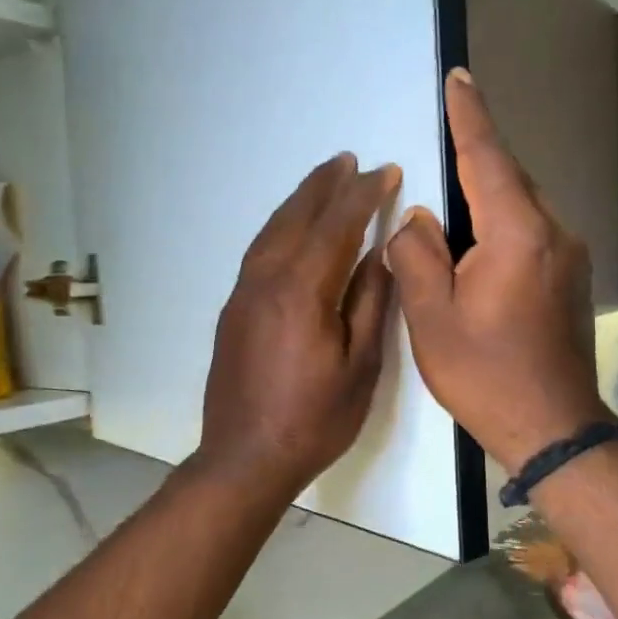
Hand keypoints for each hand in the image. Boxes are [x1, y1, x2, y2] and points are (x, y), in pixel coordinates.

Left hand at [197, 153, 398, 498]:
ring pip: (271, 232)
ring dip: (298, 202)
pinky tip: (292, 231)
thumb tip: (378, 254)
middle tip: (349, 160)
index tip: (385, 172)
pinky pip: (259, 252)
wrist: (244, 458)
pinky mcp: (232, 311)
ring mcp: (242, 295)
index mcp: (301, 291)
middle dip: (325, 186)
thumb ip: (369, 304)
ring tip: (322, 181)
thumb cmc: (313, 420)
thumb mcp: (360, 367)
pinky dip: (280, 229)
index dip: (362, 196)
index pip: (336, 226)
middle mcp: (265, 281)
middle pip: (296, 218)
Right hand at [386, 71, 608, 472]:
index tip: (459, 78)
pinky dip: (500, 225)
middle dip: (476, 157)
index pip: (488, 158)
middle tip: (443, 139)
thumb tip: (418, 219)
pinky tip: (476, 247)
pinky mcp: (569, 279)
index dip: (470, 116)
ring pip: (521, 207)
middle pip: (509, 179)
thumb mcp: (431, 316)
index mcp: (517, 234)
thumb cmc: (484, 374)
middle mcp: (553, 233)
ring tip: (450, 206)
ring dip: (486, 196)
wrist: (553, 428)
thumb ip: (417, 256)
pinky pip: (531, 232)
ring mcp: (569, 257)